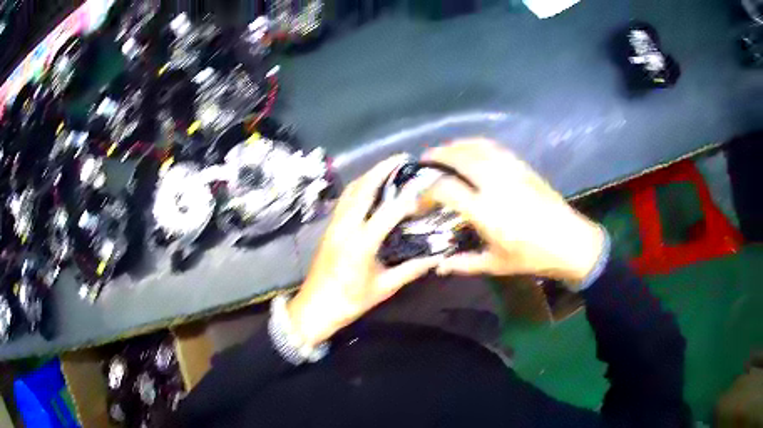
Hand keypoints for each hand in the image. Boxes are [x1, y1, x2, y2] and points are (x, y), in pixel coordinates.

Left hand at [287, 155, 441, 346]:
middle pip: (362, 189)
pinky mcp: (329, 228)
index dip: (406, 198)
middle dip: (381, 169)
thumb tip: (435, 258)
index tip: (422, 185)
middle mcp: (345, 228)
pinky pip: (344, 200)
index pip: (387, 213)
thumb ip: (410, 270)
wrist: (315, 307)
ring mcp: (334, 225)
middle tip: (400, 158)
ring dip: (368, 175)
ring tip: (386, 168)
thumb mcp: (383, 288)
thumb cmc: (349, 301)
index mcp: (360, 244)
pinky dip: (358, 187)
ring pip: (350, 191)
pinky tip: (368, 187)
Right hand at [423, 139, 604, 288]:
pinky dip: (477, 143)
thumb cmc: (532, 257)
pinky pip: (495, 147)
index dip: (427, 190)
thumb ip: (463, 264)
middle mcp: (495, 185)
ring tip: (443, 151)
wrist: (570, 242)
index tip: (419, 198)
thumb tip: (438, 266)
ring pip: (477, 148)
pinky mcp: (523, 167)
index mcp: (486, 211)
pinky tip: (471, 148)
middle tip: (424, 162)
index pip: (446, 189)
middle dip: (437, 157)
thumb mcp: (496, 265)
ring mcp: (510, 171)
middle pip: (459, 159)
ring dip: (455, 146)